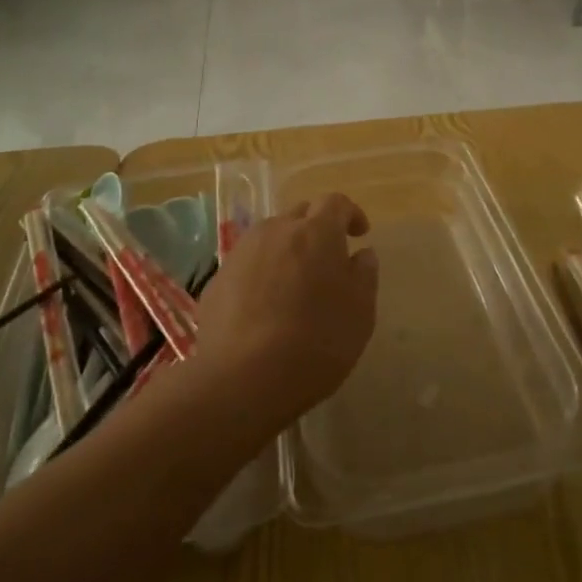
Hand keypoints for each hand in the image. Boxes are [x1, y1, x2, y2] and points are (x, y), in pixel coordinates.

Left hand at [191, 193, 378, 425]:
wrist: (242, 379)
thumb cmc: (316, 341)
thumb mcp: (360, 312)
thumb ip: (364, 275)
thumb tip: (362, 254)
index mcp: (316, 231)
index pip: (335, 203)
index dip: (350, 214)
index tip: (359, 234)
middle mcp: (276, 230)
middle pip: (300, 214)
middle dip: (316, 228)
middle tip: (328, 259)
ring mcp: (241, 253)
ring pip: (270, 237)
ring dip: (287, 250)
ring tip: (295, 283)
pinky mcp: (216, 280)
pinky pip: (247, 265)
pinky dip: (261, 274)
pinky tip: (266, 307)